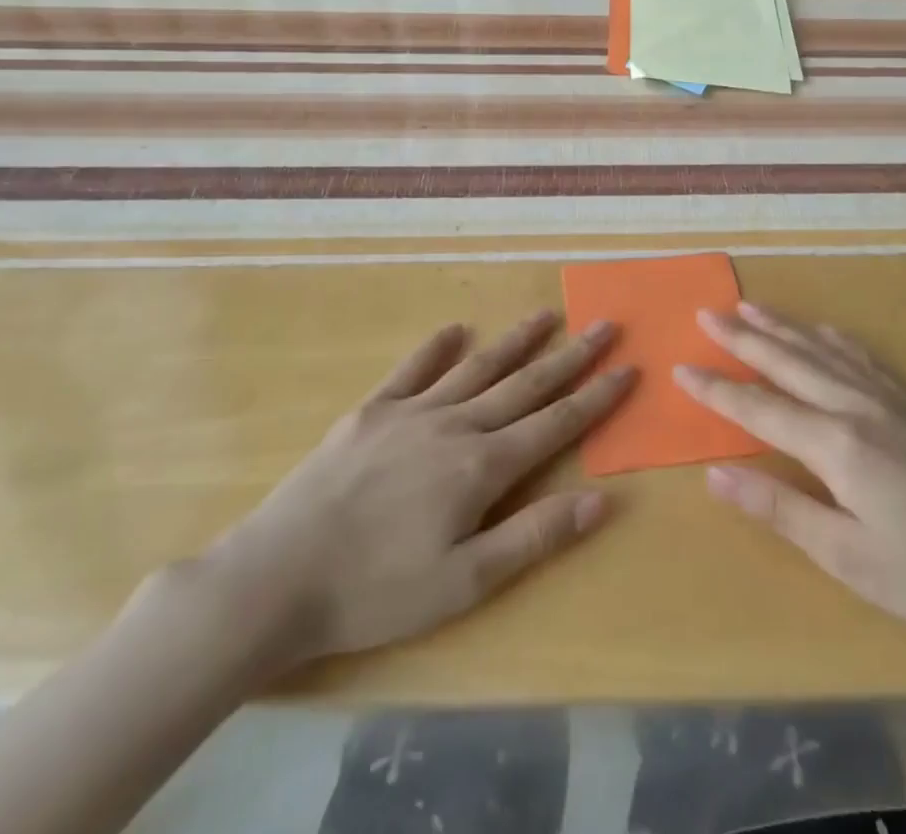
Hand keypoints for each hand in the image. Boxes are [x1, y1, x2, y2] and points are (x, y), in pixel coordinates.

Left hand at [198, 311, 633, 675]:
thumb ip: (535, 536)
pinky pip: (413, 370)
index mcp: (483, 466)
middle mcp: (456, 425)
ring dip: (516, 341)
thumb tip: (600, 499)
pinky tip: (454, 331)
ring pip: (478, 367)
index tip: (628, 368)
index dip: (597, 397)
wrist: (277, 577)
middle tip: (604, 326)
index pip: (556, 423)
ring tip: (547, 315)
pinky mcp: (371, 412)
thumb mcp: (465, 582)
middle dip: (571, 356)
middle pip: (526, 384)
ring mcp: (412, 412)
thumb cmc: (376, 590)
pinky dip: (437, 348)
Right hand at [675, 304, 905, 666]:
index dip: (717, 389)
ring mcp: (888, 400)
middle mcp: (856, 406)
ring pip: (821, 351)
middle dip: (743, 337)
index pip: (759, 407)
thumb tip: (715, 472)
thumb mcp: (845, 556)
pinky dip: (831, 339)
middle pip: (787, 362)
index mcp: (835, 443)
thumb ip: (778, 507)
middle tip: (706, 313)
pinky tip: (822, 332)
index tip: (681, 367)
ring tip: (750, 306)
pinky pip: (860, 357)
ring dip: (782, 327)